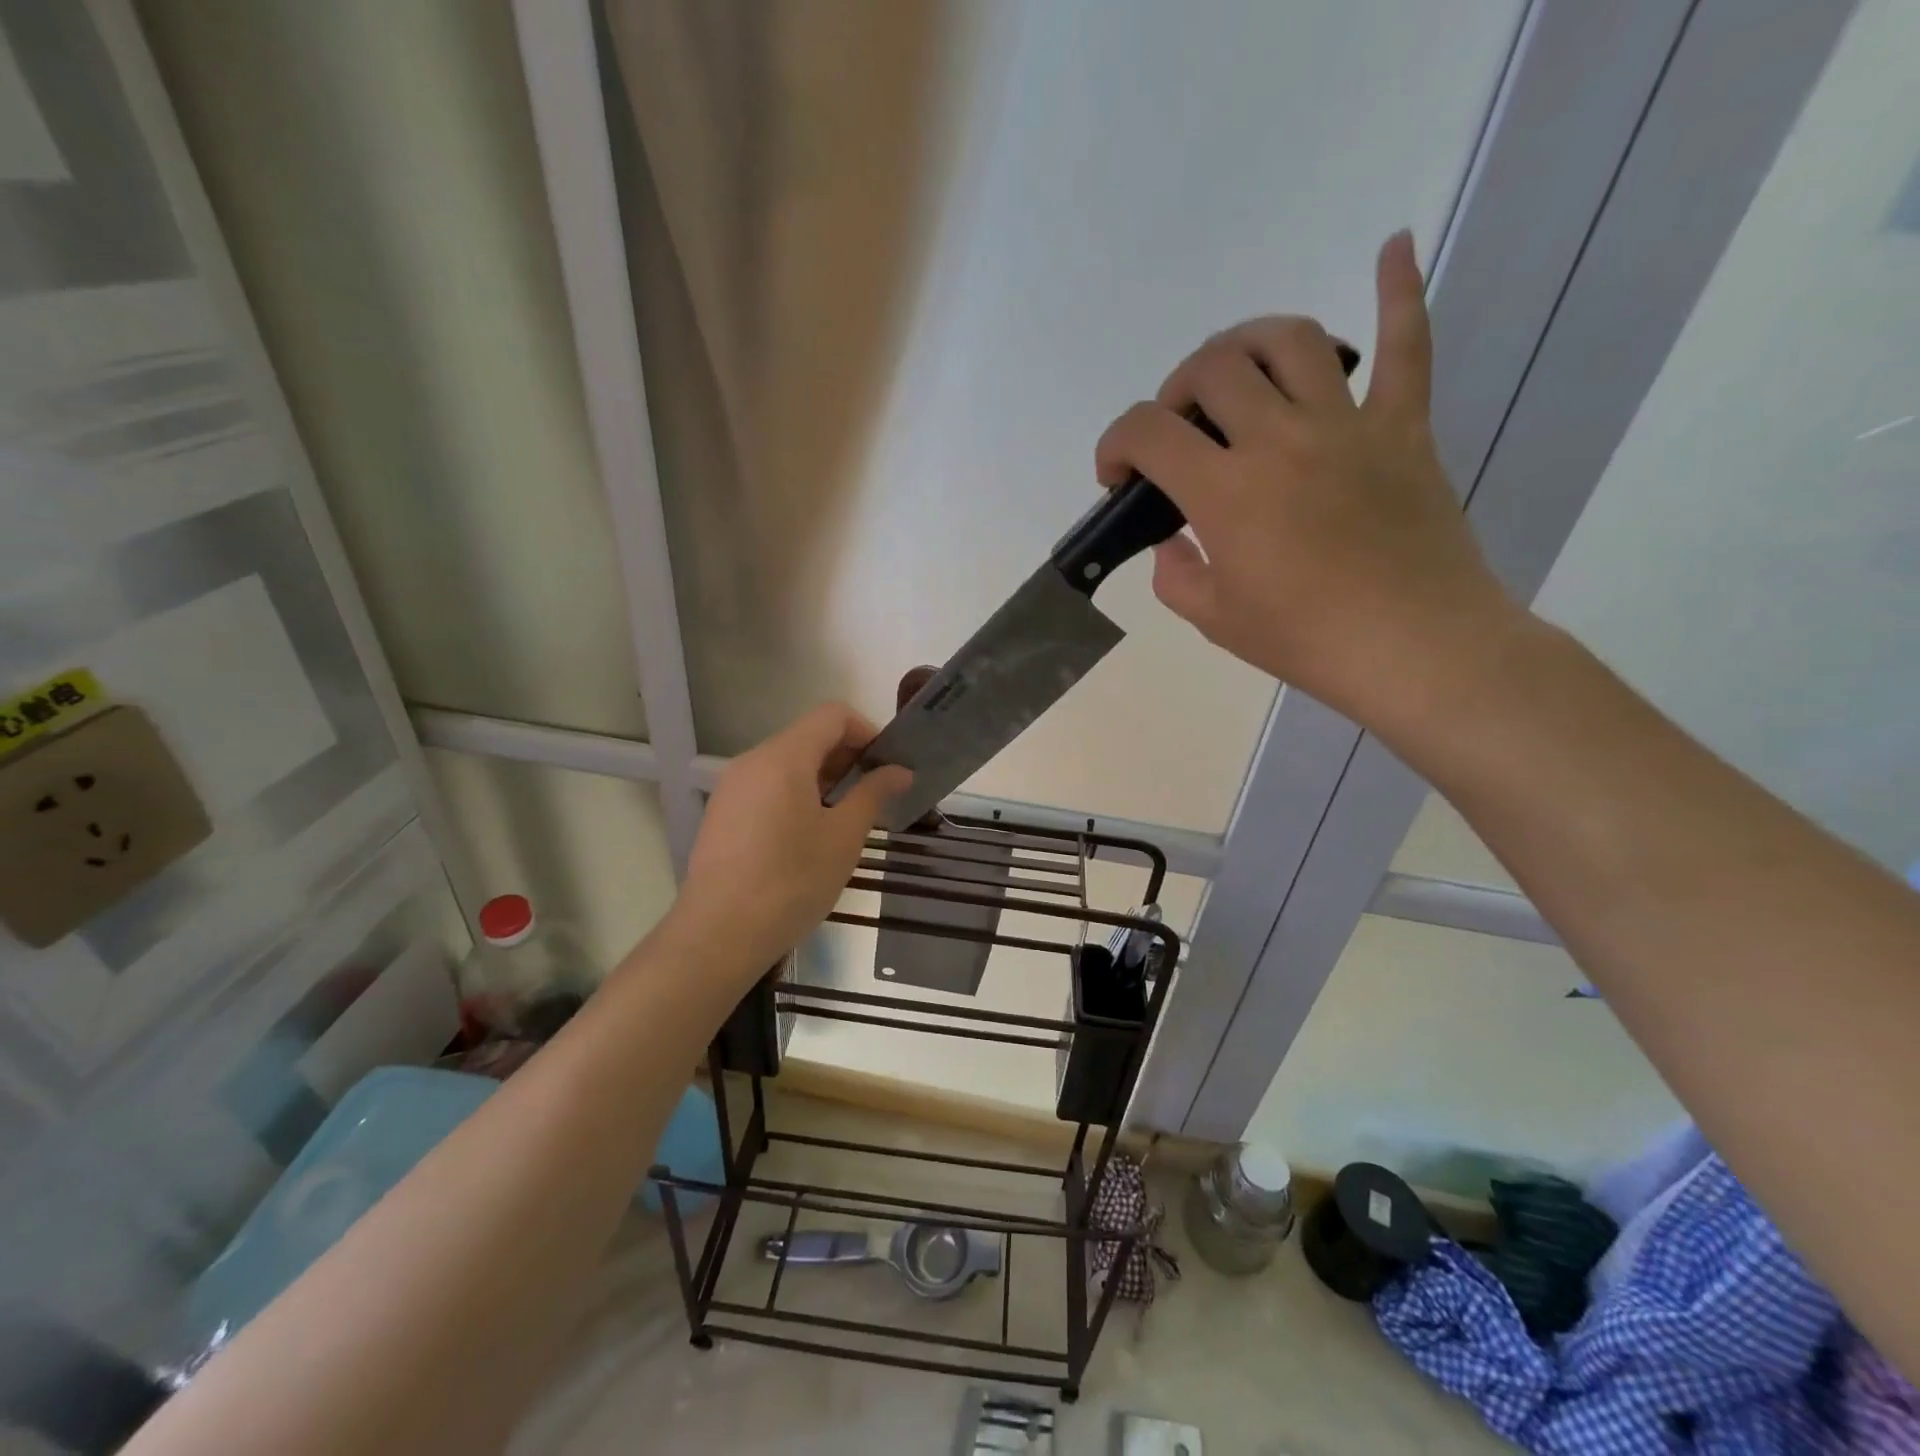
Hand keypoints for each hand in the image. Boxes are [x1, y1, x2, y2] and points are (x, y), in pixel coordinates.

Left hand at [673, 703, 910, 974]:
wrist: (719, 934)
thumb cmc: (792, 881)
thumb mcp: (844, 837)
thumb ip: (873, 794)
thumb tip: (900, 770)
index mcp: (784, 757)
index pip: (833, 716)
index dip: (867, 732)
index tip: (888, 767)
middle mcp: (753, 761)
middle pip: (808, 737)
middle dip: (847, 758)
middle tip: (875, 797)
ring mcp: (732, 788)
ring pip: (787, 765)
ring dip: (824, 780)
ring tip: (846, 820)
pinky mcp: (723, 815)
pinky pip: (768, 788)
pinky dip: (797, 796)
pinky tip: (809, 838)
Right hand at [1093, 232, 1519, 727]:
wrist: (1416, 649)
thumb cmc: (1307, 641)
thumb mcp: (1215, 620)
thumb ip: (1175, 574)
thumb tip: (1173, 543)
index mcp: (1226, 491)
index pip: (1147, 431)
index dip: (1115, 443)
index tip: (1116, 475)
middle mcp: (1279, 439)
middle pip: (1211, 369)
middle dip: (1174, 391)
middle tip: (1178, 431)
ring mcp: (1348, 425)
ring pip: (1290, 341)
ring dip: (1247, 342)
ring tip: (1236, 370)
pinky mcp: (1404, 427)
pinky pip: (1407, 345)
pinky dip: (1400, 291)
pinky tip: (1394, 245)